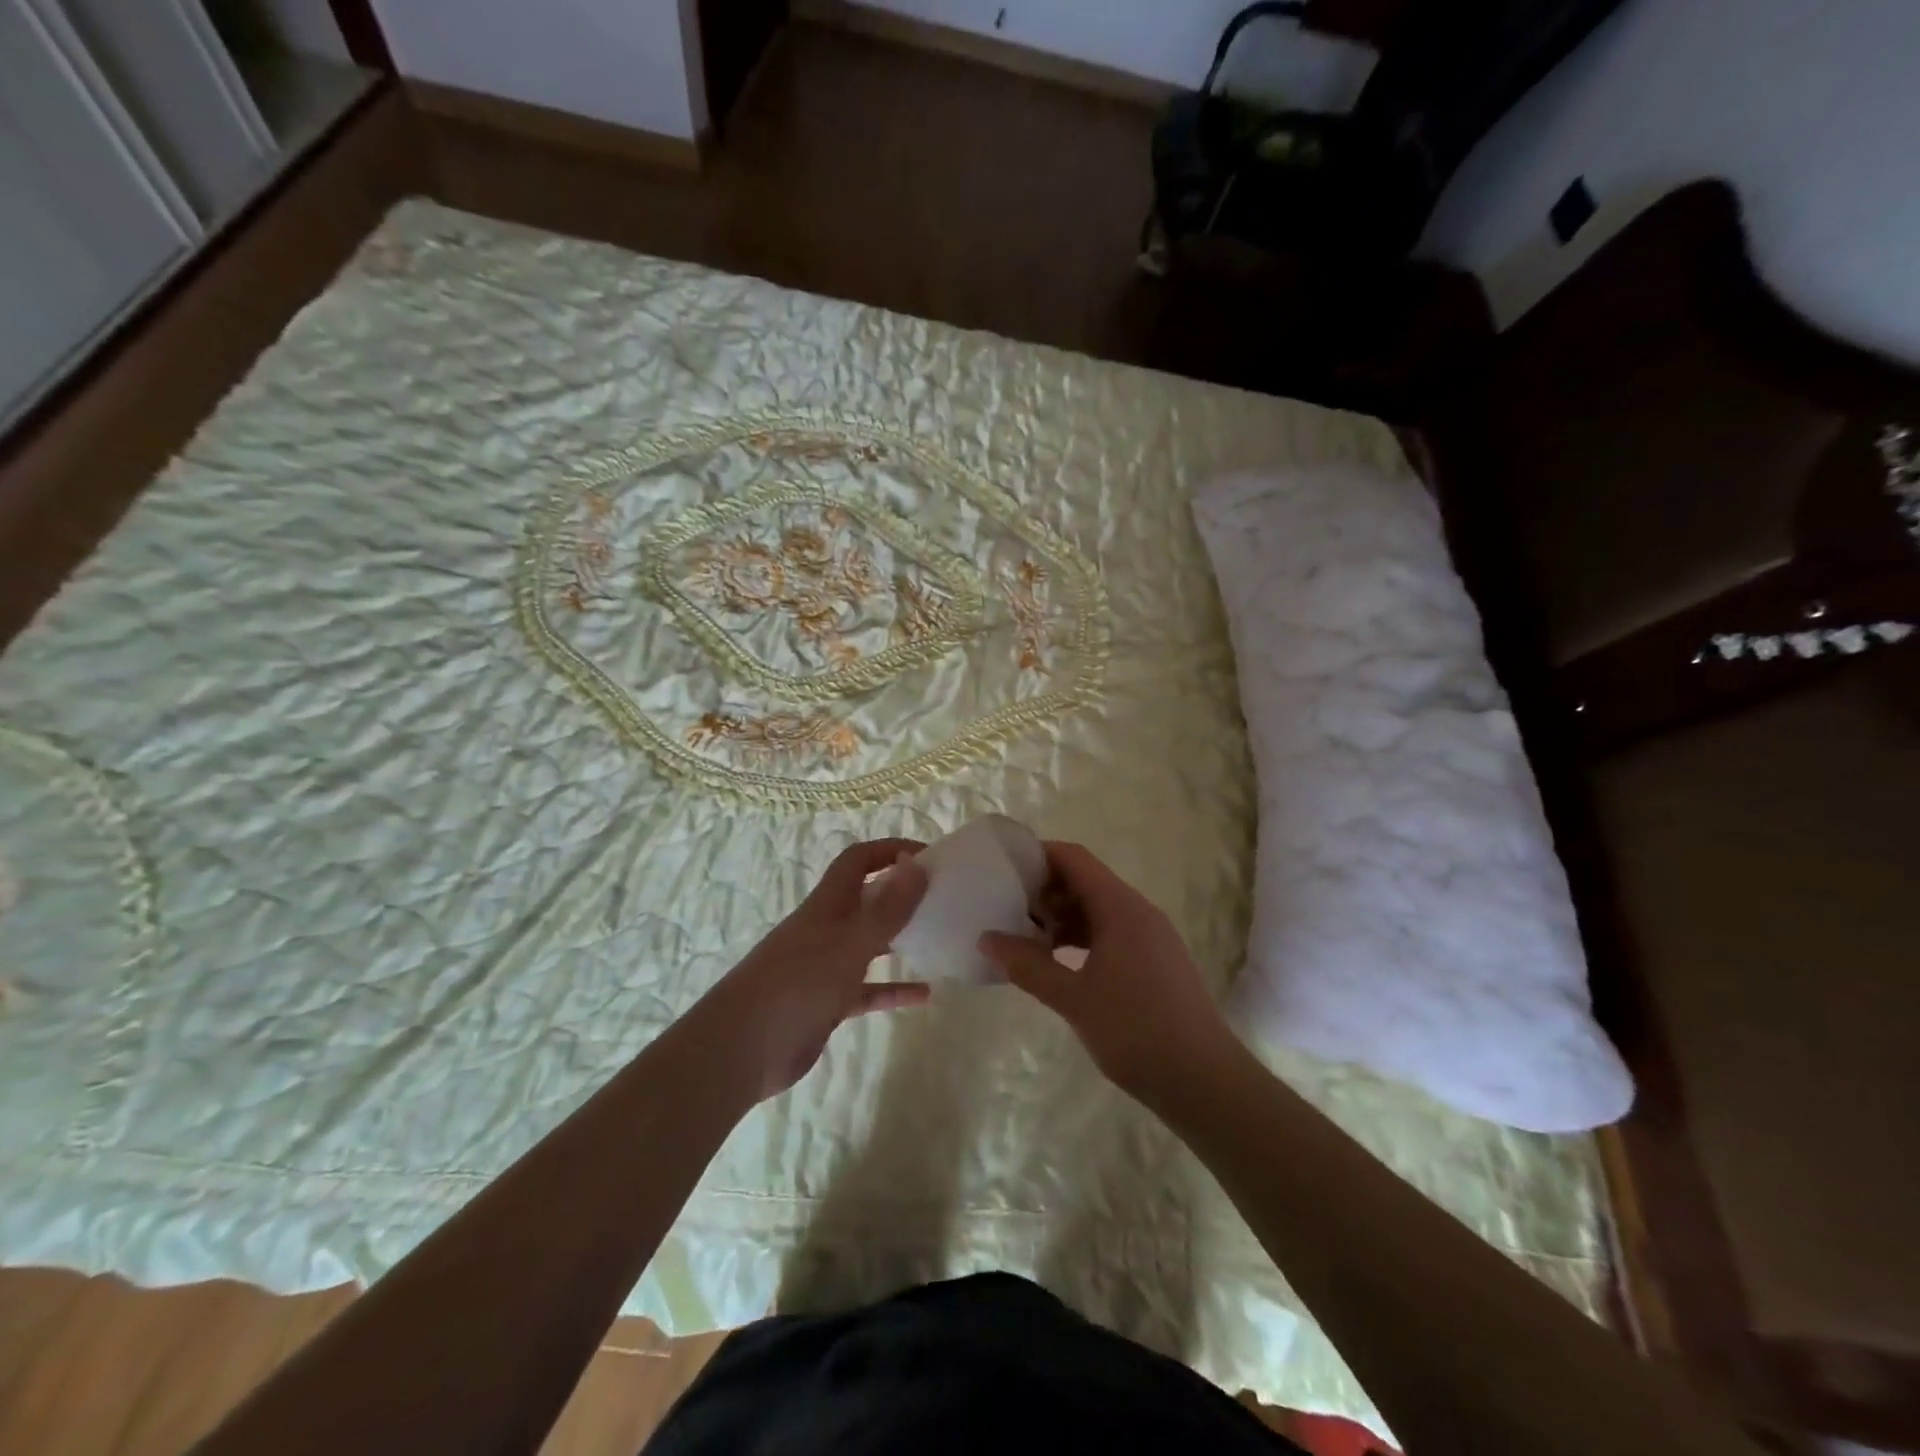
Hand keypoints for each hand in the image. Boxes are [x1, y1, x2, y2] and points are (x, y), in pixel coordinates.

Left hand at [704, 838, 929, 1100]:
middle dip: (902, 894)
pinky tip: (925, 996)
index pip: (859, 861)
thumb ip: (886, 909)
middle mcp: (827, 929)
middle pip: (867, 900)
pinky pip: (868, 990)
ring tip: (939, 939)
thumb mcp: (848, 944)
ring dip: (901, 940)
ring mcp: (826, 967)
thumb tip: (918, 865)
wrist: (740, 1050)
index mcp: (827, 905)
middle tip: (944, 898)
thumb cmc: (796, 985)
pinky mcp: (827, 1002)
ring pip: (870, 945)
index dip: (890, 850)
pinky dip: (893, 990)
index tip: (930, 857)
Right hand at [981, 841, 1235, 1104]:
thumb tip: (987, 939)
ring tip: (1023, 939)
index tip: (1003, 869)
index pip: (1074, 859)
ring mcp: (1150, 938)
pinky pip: (1110, 934)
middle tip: (1005, 909)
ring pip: (1097, 911)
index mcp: (1121, 908)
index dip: (1038, 855)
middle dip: (1044, 891)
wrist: (1205, 1081)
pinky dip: (1080, 939)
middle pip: (1085, 882)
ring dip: (1061, 919)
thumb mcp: (1074, 998)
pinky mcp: (1154, 962)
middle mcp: (1138, 912)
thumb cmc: (1136, 1031)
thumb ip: (1028, 966)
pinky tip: (1056, 963)